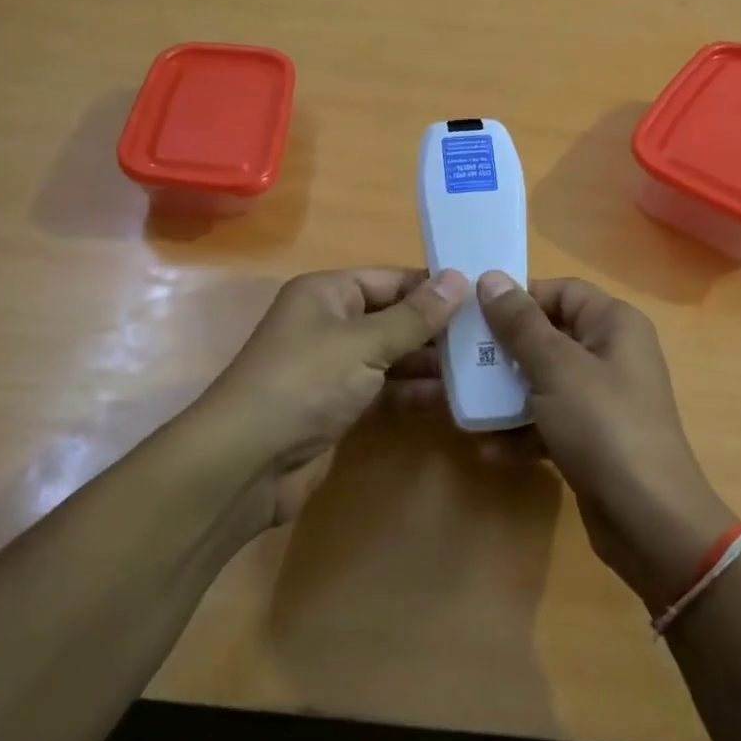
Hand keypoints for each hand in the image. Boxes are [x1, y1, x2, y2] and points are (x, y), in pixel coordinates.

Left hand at [195, 267, 466, 528]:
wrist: (247, 462)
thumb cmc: (305, 384)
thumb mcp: (364, 343)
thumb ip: (416, 316)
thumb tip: (461, 277)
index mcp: (328, 293)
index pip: (392, 279)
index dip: (435, 287)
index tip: (484, 297)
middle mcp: (331, 323)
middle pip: (395, 317)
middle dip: (439, 328)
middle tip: (492, 337)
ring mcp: (335, 367)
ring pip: (393, 356)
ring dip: (432, 363)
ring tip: (483, 367)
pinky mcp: (340, 406)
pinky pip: (385, 390)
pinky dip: (414, 392)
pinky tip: (452, 399)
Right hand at [474, 272, 737, 611]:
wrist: (648, 518)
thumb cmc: (602, 426)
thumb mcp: (556, 368)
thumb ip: (521, 324)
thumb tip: (491, 278)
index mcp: (613, 324)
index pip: (561, 292)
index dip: (518, 298)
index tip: (473, 314)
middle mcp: (611, 354)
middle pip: (547, 338)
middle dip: (502, 352)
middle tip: (458, 362)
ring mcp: (602, 399)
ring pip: (543, 382)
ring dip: (505, 396)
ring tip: (464, 407)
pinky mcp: (591, 438)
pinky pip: (549, 422)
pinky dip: (522, 433)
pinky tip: (490, 451)